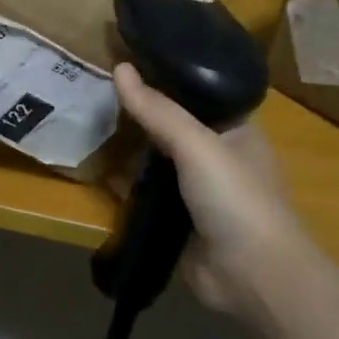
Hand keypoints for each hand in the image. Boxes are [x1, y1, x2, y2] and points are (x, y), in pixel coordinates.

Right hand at [112, 63, 321, 318]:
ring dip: (127, 149)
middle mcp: (215, 156)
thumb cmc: (236, 199)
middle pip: (170, 127)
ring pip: (154, 161)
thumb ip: (158, 110)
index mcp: (234, 130)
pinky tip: (94, 167)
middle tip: (94, 90)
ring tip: (86, 120)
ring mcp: (194, 191)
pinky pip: (144, 194)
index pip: (196, 93)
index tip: (124, 61)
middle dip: (138, 114)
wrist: (252, 277)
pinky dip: (123, 184)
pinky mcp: (175, 220)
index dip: (164, 77)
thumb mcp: (198, 145)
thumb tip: (120, 67)